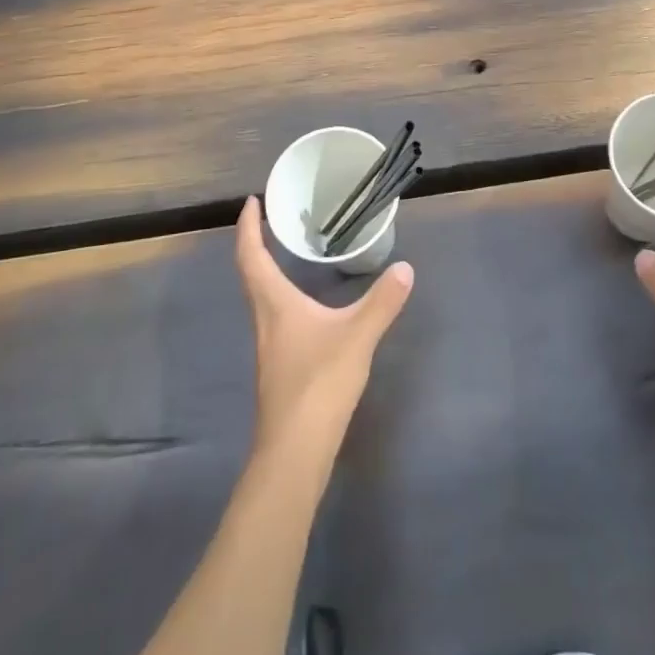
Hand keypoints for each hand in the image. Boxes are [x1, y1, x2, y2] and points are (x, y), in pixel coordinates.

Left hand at [236, 197, 414, 456]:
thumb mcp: (357, 336)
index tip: (251, 202)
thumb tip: (405, 268)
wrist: (294, 453)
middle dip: (257, 243)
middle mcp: (265, 320)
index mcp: (274, 304)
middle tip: (272, 219)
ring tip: (288, 252)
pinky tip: (306, 305)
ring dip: (268, 269)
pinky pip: (275, 316)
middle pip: (252, 274)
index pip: (252, 256)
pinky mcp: (280, 367)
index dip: (249, 227)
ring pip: (262, 297)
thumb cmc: (318, 384)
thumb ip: (381, 301)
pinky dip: (282, 296)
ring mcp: (270, 346)